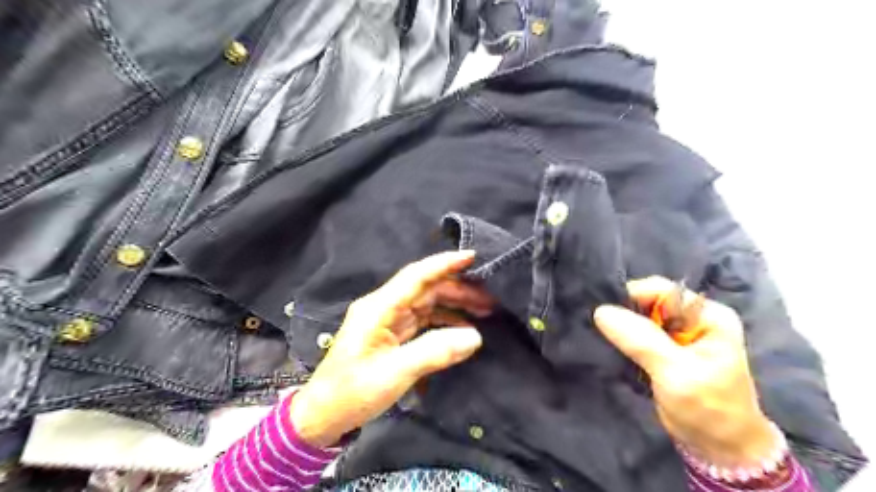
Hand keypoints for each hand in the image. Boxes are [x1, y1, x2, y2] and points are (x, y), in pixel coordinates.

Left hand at [292, 252, 490, 447]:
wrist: (323, 414)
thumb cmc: (353, 392)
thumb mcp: (395, 373)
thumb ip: (434, 351)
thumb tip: (475, 337)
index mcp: (379, 307)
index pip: (416, 276)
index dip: (444, 264)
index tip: (473, 256)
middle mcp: (384, 307)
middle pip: (426, 288)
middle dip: (458, 289)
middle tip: (490, 297)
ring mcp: (388, 320)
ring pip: (427, 303)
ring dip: (454, 304)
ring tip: (484, 311)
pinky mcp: (392, 334)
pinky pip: (424, 320)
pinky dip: (445, 321)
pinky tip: (463, 329)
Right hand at [595, 278, 771, 466]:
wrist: (720, 449)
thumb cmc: (708, 409)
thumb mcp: (676, 372)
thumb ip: (641, 340)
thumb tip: (601, 311)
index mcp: (707, 315)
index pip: (662, 290)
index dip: (632, 298)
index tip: (607, 316)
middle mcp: (693, 318)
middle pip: (648, 302)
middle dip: (624, 313)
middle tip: (602, 329)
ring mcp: (678, 335)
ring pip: (639, 318)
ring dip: (621, 328)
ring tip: (604, 338)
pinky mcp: (664, 350)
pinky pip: (636, 334)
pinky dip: (623, 340)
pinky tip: (611, 347)